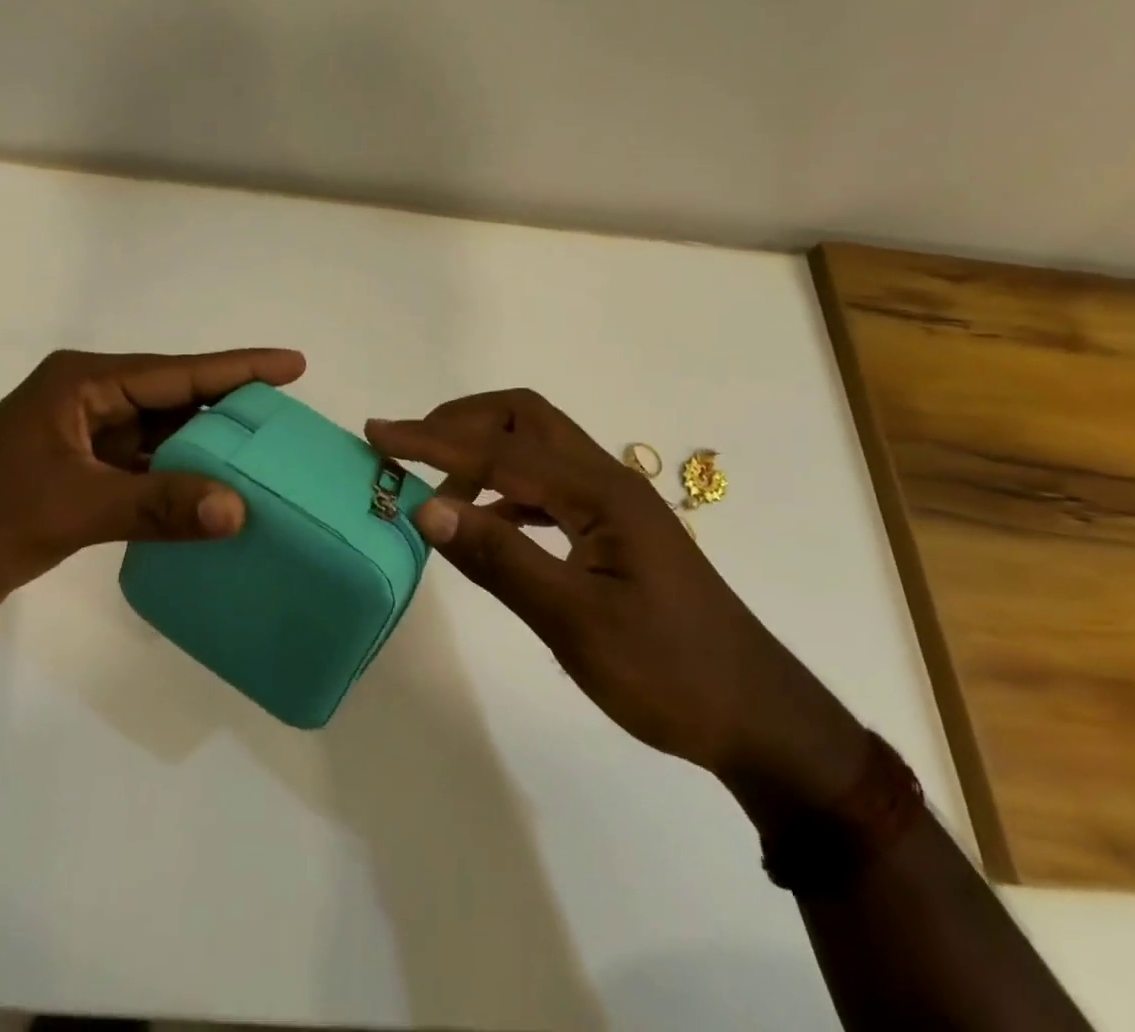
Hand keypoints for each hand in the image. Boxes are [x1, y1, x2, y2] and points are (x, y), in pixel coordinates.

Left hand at [0, 347, 305, 622]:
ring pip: (161, 434)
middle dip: (228, 407)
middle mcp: (88, 400)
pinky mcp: (80, 473)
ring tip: (264, 452)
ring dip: (205, 446)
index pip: (178, 372)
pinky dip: (178, 478)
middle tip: (288, 415)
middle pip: (175, 397)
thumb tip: (238, 510)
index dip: (239, 368)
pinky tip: (215, 491)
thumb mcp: (76, 505)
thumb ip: (160, 504)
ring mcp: (83, 437)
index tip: (293, 363)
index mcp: (85, 384)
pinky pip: (145, 466)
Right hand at [366, 391, 868, 805]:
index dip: (432, 440)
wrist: (757, 717)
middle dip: (462, 422)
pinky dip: (506, 489)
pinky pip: (547, 486)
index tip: (377, 433)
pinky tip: (487, 522)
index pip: (499, 449)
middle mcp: (606, 479)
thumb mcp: (575, 622)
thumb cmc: (668, 673)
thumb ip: (500, 559)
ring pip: (537, 448)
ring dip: (483, 453)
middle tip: (409, 449)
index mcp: (599, 491)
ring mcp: (613, 502)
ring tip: (437, 489)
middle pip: (524, 418)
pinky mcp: (614, 529)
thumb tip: (426, 506)